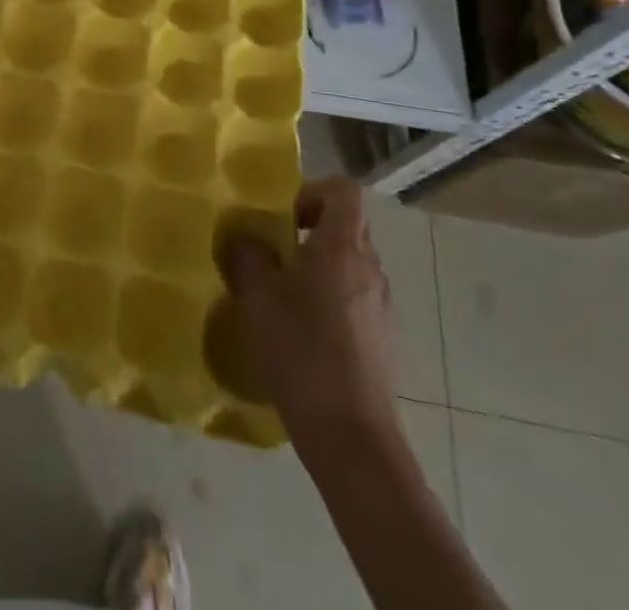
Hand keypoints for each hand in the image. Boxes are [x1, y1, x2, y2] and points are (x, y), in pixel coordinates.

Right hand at [222, 176, 398, 435]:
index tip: (284, 218)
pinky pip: (355, 298)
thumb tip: (246, 238)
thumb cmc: (301, 351)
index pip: (344, 191)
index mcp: (342, 247)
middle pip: (347, 226)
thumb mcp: (257, 297)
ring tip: (283, 297)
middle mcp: (370, 268)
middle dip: (310, 231)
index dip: (313, 192)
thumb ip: (248, 256)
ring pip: (350, 264)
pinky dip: (331, 301)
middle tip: (274, 254)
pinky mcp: (383, 340)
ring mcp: (381, 306)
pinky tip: (303, 334)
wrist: (352, 437)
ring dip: (319, 268)